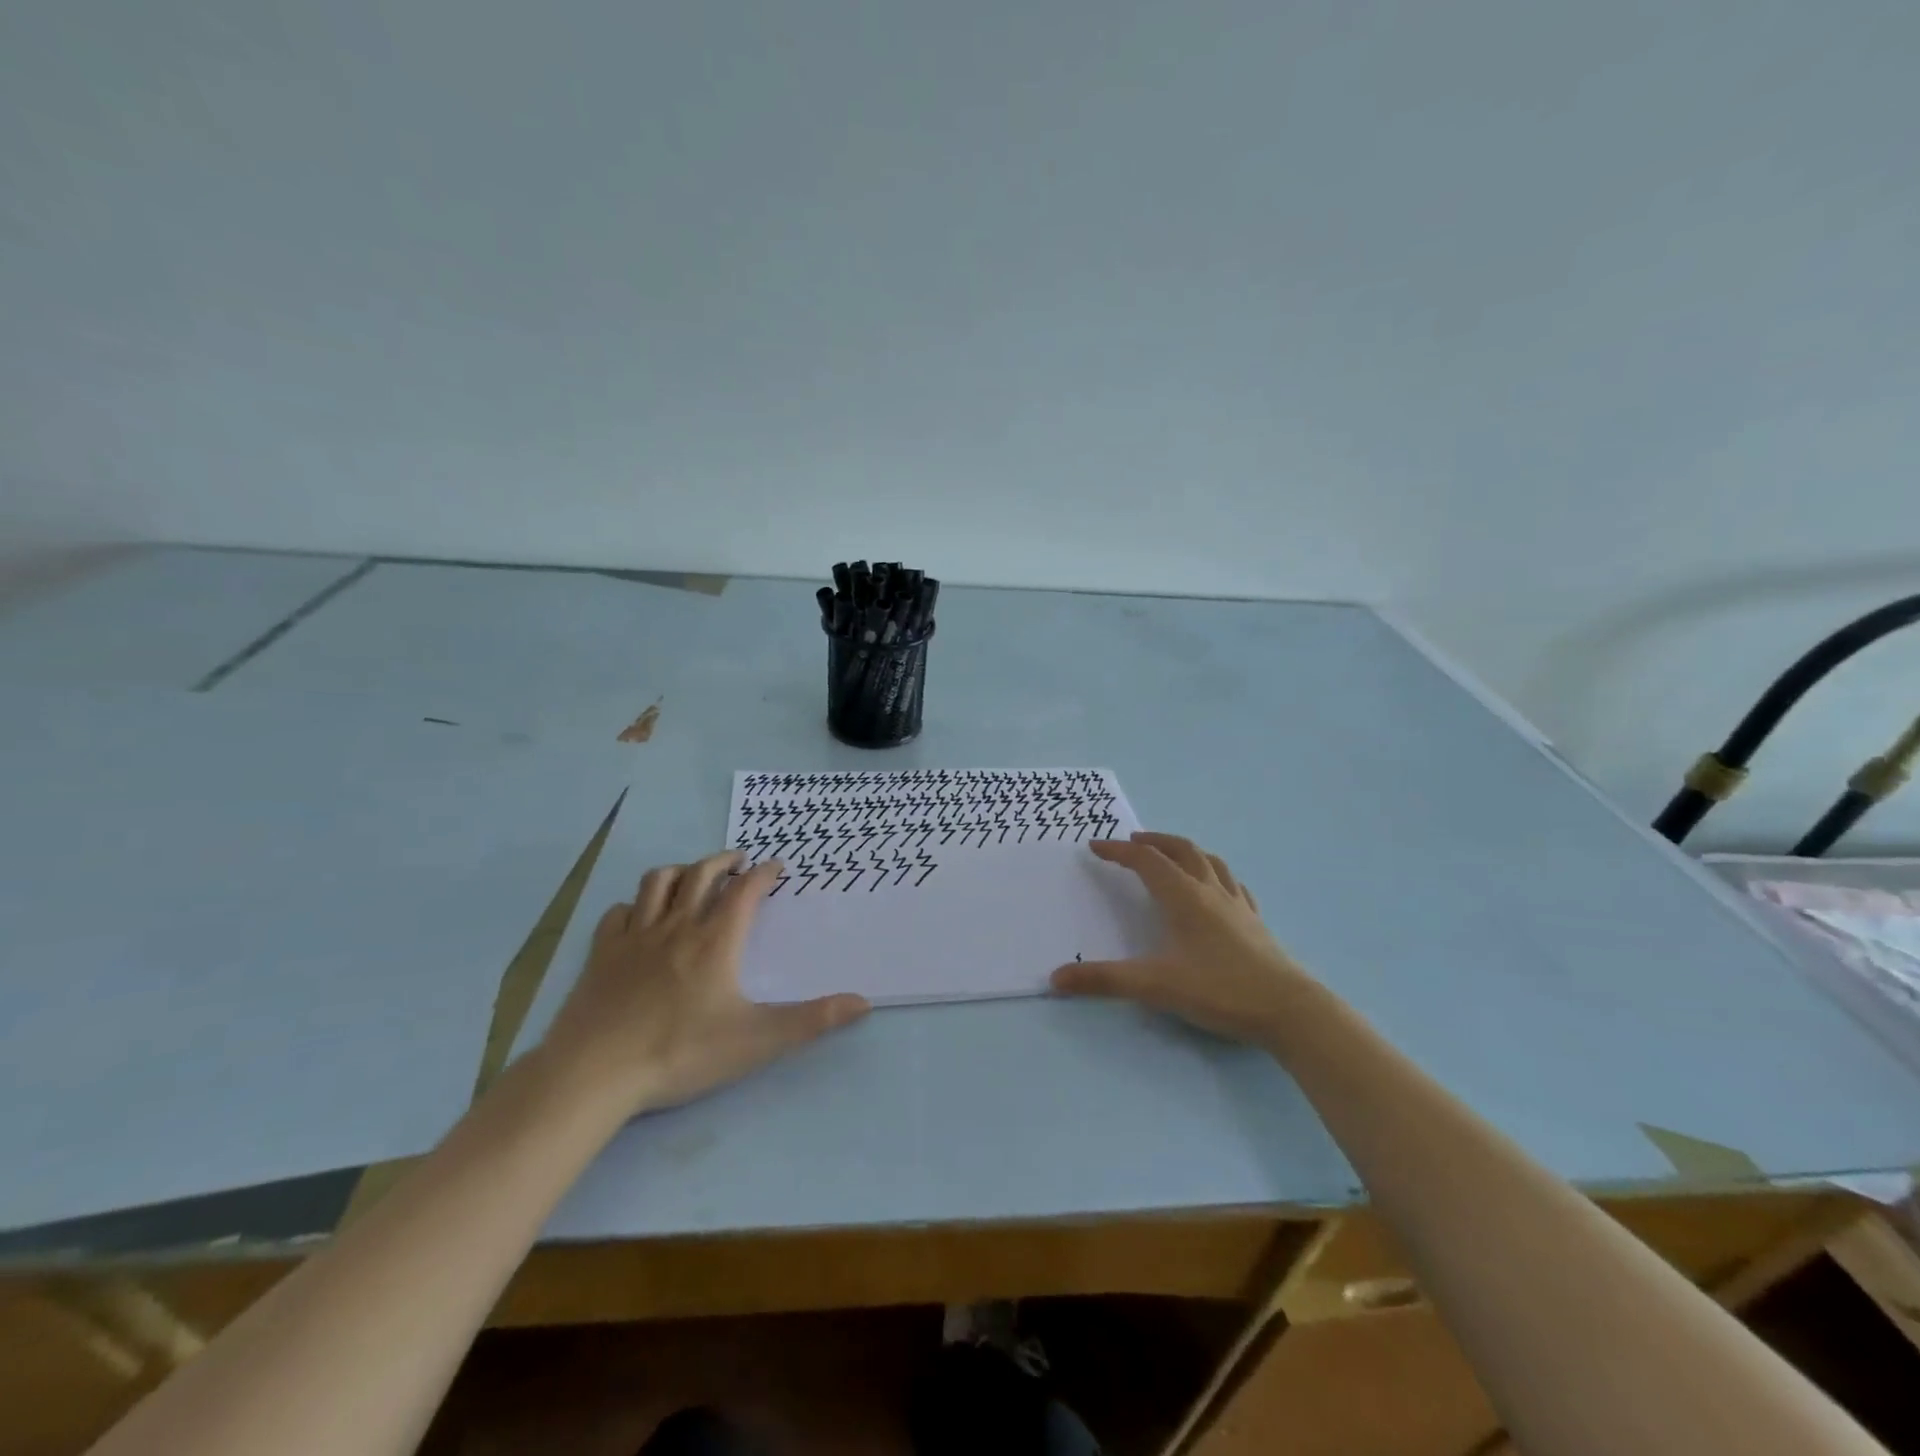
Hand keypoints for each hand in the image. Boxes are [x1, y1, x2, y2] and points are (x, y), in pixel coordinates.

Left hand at [540, 850, 869, 1117]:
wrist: (594, 1073)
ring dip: (680, 871)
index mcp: (715, 941)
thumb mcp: (756, 1041)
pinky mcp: (601, 954)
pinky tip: (640, 917)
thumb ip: (812, 1021)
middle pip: (700, 874)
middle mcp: (676, 926)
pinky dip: (635, 906)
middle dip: (723, 862)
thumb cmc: (680, 1053)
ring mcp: (634, 937)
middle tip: (739, 862)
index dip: (763, 874)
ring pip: (656, 883)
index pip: (744, 891)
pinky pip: (618, 913)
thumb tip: (864, 1002)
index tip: (776, 867)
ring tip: (692, 876)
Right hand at [1051, 832, 1311, 1044]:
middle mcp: (1210, 891)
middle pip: (1181, 850)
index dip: (1118, 852)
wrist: (1288, 1009)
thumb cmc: (1219, 990)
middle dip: (1154, 842)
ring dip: (1185, 851)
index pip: (1146, 861)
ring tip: (1171, 855)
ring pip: (1210, 862)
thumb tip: (1055, 978)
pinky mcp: (1256, 922)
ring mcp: (1238, 904)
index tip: (1095, 847)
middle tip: (1132, 842)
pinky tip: (1216, 888)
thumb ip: (1104, 981)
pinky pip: (1233, 884)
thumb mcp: (1155, 986)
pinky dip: (1215, 875)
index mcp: (1184, 897)